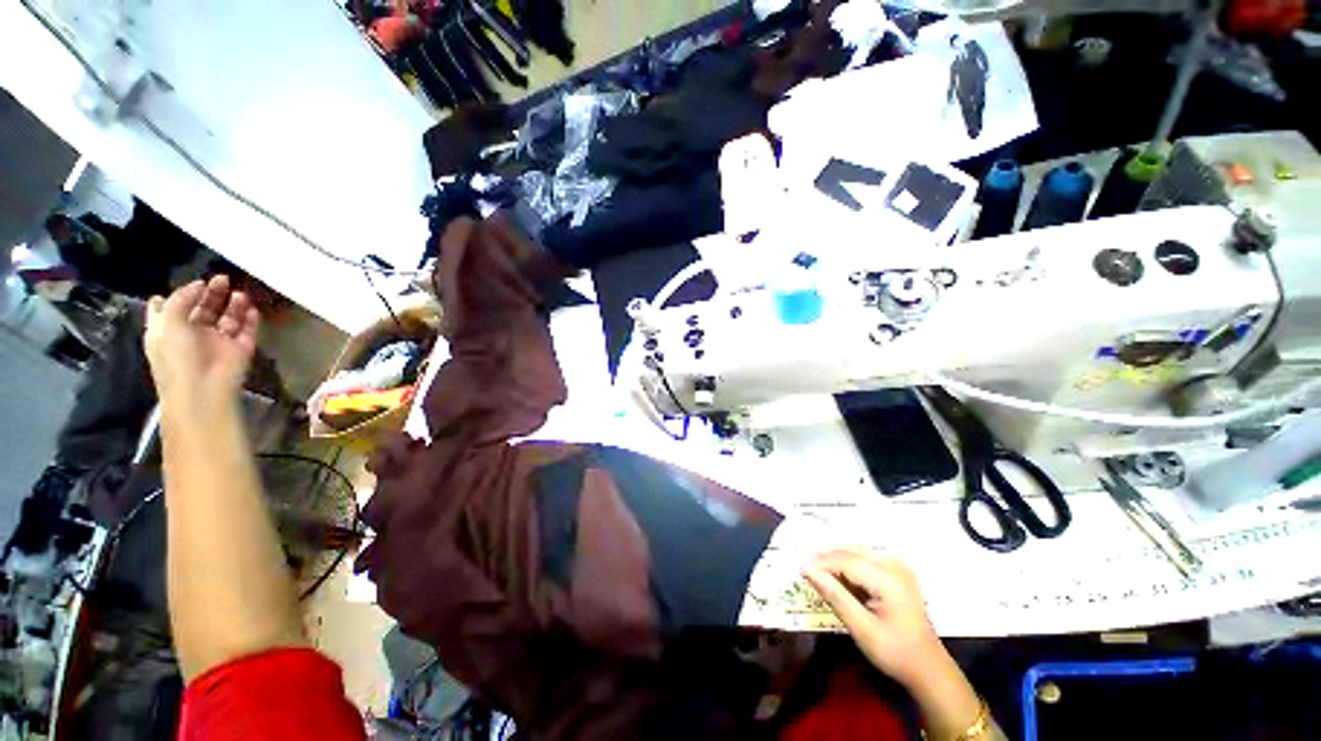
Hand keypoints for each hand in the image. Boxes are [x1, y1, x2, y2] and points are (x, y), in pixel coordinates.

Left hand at [144, 276, 259, 400]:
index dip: (180, 295)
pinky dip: (250, 319)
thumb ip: (181, 299)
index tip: (194, 284)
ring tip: (240, 293)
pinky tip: (252, 308)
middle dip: (212, 293)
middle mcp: (193, 334)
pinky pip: (247, 331)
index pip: (171, 308)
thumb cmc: (177, 355)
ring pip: (227, 318)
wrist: (203, 388)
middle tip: (222, 279)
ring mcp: (218, 342)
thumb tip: (198, 284)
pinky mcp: (240, 349)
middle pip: (203, 309)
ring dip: (233, 304)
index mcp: (169, 330)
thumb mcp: (167, 322)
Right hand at [803, 549, 945, 687]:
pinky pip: (866, 557)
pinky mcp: (898, 571)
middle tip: (804, 567)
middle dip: (826, 557)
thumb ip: (834, 595)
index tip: (799, 568)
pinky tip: (838, 575)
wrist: (928, 667)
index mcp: (888, 579)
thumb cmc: (894, 652)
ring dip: (836, 558)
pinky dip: (848, 563)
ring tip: (817, 570)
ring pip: (857, 551)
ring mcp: (898, 566)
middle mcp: (894, 565)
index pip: (845, 561)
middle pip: (851, 551)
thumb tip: (807, 569)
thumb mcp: (861, 628)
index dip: (820, 562)